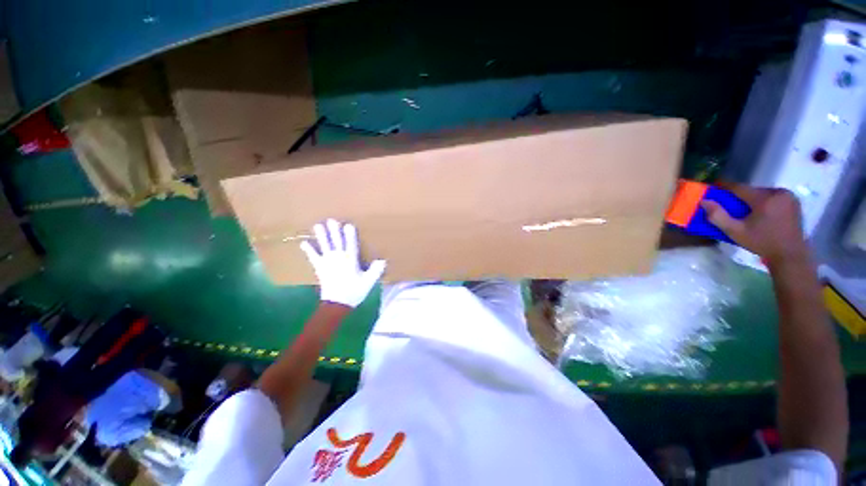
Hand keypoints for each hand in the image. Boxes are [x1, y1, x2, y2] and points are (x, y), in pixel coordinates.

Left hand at [300, 219, 385, 307]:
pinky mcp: (320, 268)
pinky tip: (304, 243)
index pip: (351, 245)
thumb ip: (375, 270)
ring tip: (317, 226)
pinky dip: (309, 250)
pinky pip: (314, 257)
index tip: (348, 225)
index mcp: (350, 261)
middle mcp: (338, 258)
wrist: (337, 304)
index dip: (350, 235)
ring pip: (325, 246)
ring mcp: (327, 263)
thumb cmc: (354, 292)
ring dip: (321, 236)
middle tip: (331, 220)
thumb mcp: (368, 282)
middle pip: (337, 242)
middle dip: (334, 231)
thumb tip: (382, 260)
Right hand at [701, 184, 809, 266]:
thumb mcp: (735, 232)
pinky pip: (773, 197)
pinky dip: (764, 202)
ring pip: (763, 193)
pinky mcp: (794, 201)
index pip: (739, 187)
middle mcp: (778, 192)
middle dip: (740, 197)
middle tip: (731, 206)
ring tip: (746, 211)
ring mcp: (789, 196)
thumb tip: (704, 201)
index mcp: (764, 198)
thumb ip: (718, 216)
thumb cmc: (761, 243)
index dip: (724, 186)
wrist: (790, 254)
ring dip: (752, 200)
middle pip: (752, 190)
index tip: (713, 186)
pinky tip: (761, 212)